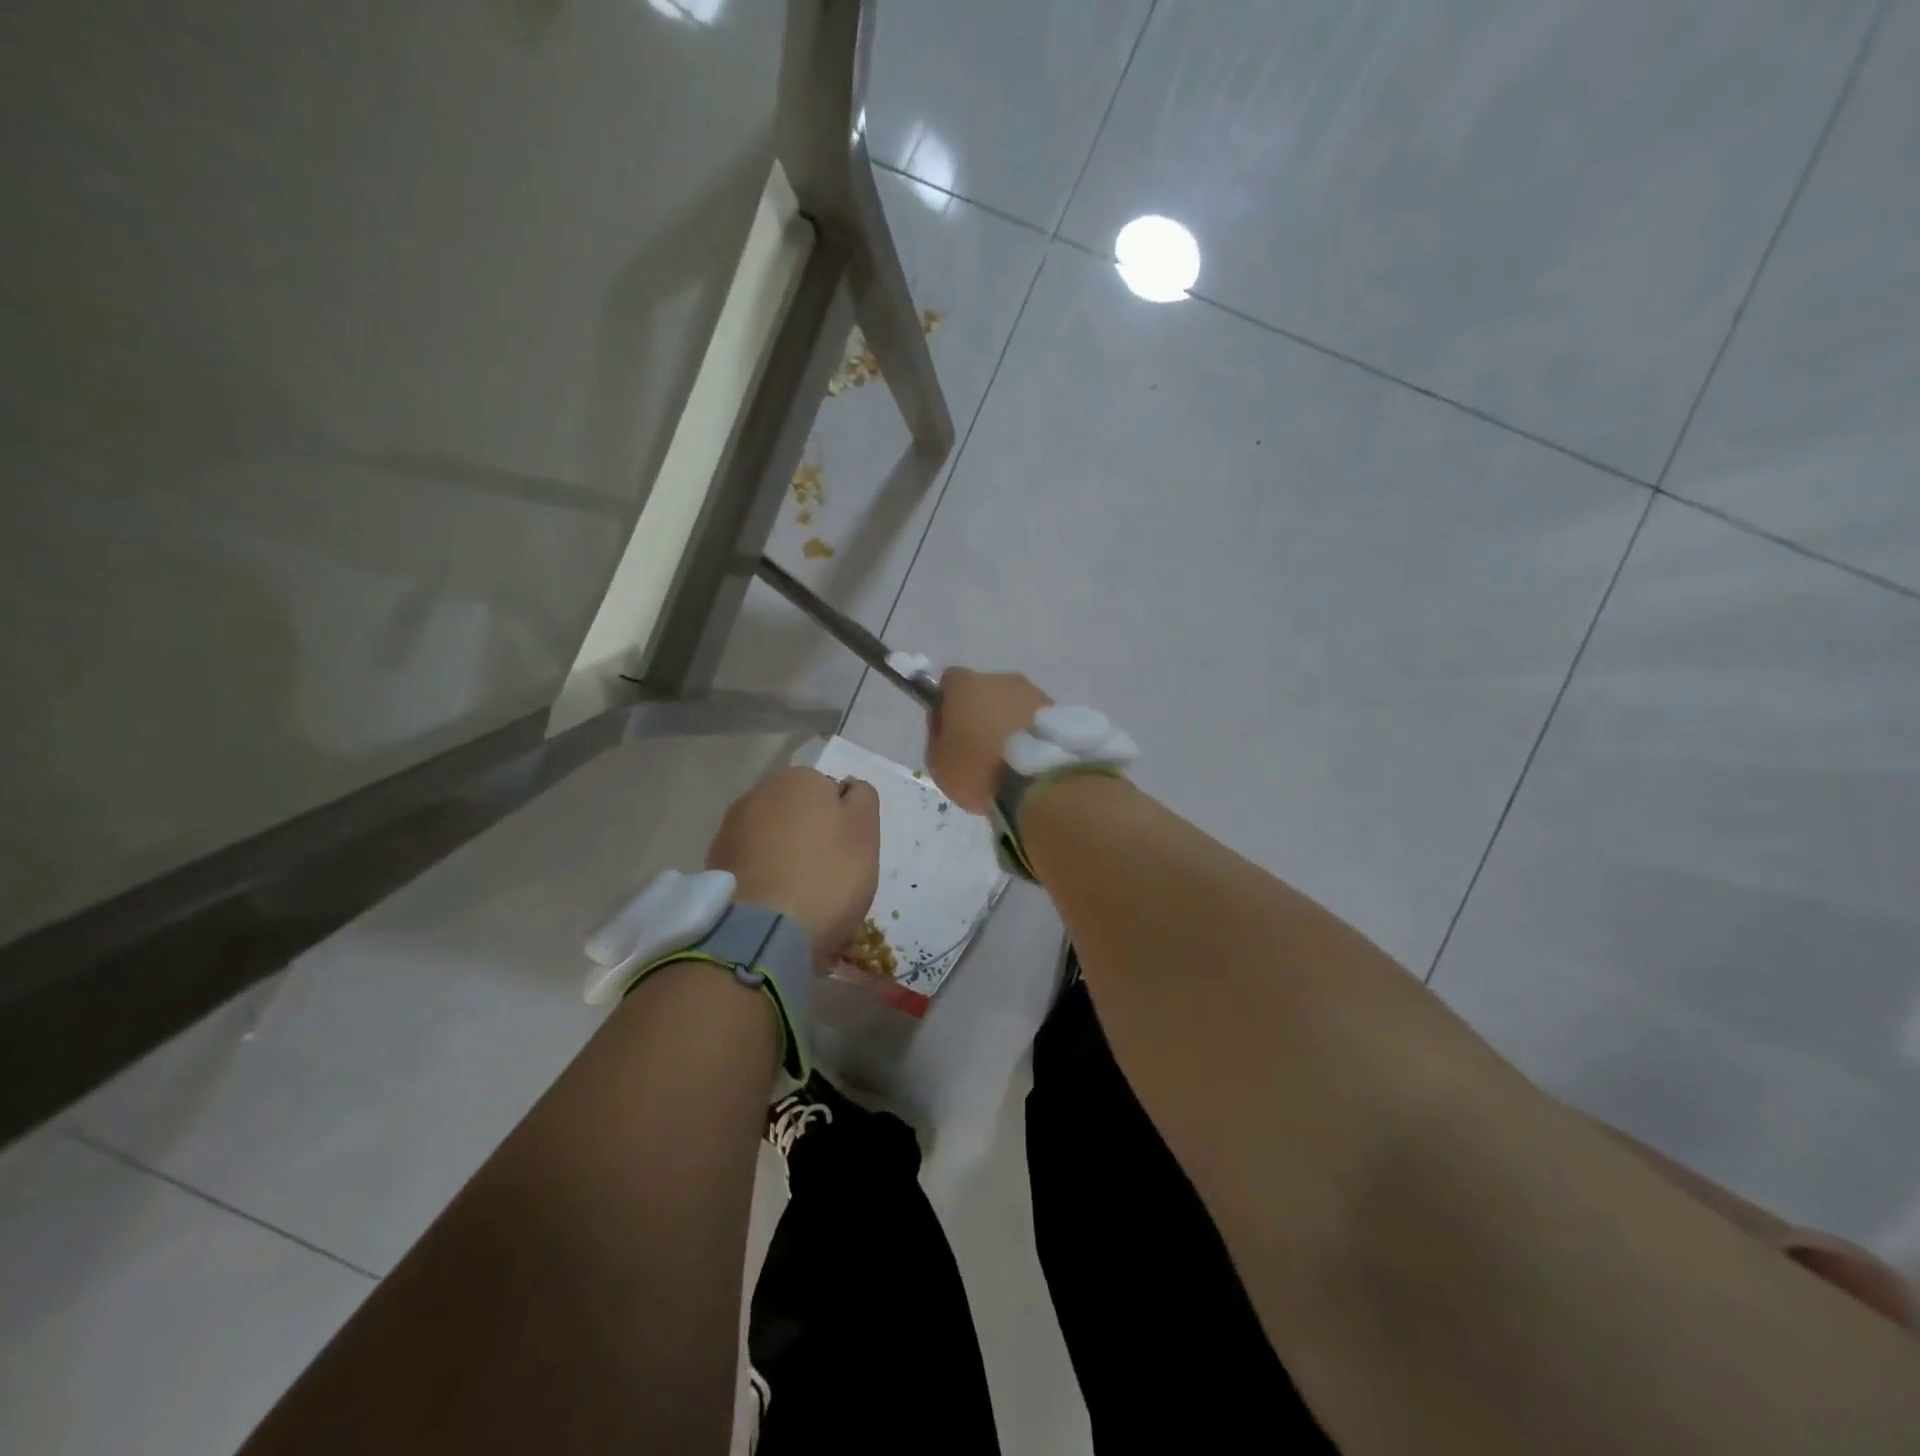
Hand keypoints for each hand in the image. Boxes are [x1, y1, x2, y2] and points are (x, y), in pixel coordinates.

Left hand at [706, 767, 879, 967]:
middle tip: (828, 878)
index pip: (832, 794)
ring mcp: (732, 828)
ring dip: (786, 859)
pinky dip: (765, 879)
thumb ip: (863, 799)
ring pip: (773, 840)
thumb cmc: (827, 875)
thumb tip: (847, 788)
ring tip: (799, 898)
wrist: (762, 931)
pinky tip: (775, 907)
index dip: (844, 825)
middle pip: (799, 814)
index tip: (849, 856)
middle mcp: (761, 792)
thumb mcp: (865, 831)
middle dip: (811, 838)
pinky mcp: (715, 863)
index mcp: (801, 779)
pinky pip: (753, 865)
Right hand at [926, 668, 1052, 814]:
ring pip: (1012, 704)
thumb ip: (937, 735)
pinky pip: (1034, 719)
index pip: (948, 681)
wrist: (1038, 783)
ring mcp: (1033, 693)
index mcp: (966, 686)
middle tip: (979, 748)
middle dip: (980, 712)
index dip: (945, 703)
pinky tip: (1028, 759)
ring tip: (1009, 758)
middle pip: (983, 691)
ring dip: (1007, 722)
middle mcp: (1001, 680)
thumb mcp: (938, 762)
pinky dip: (1029, 733)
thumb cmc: (978, 770)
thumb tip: (947, 723)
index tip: (948, 730)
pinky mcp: (1058, 711)